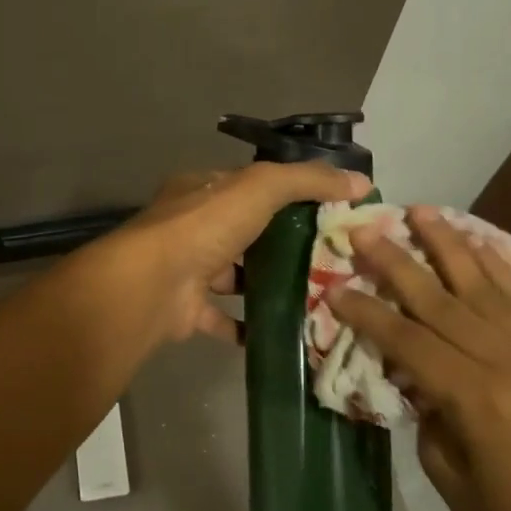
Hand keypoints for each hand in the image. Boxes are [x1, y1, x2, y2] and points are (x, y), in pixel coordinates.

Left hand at [76, 161, 369, 353]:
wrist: (151, 286)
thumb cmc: (204, 227)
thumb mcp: (260, 188)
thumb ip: (307, 180)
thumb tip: (360, 181)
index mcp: (203, 190)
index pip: (252, 187)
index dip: (291, 195)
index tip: (332, 212)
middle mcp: (192, 227)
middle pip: (247, 232)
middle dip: (285, 244)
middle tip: (333, 261)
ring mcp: (187, 269)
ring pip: (237, 276)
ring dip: (269, 285)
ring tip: (317, 295)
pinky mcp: (187, 310)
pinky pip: (225, 318)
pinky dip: (251, 325)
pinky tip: (286, 330)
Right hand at [330, 207, 510, 510]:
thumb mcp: (444, 468)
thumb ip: (425, 403)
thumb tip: (408, 360)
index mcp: (475, 400)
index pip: (408, 340)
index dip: (368, 312)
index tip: (335, 287)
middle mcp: (510, 364)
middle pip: (441, 300)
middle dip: (397, 262)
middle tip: (365, 229)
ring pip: (485, 285)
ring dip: (448, 244)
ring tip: (419, 211)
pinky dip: (498, 265)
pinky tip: (475, 240)